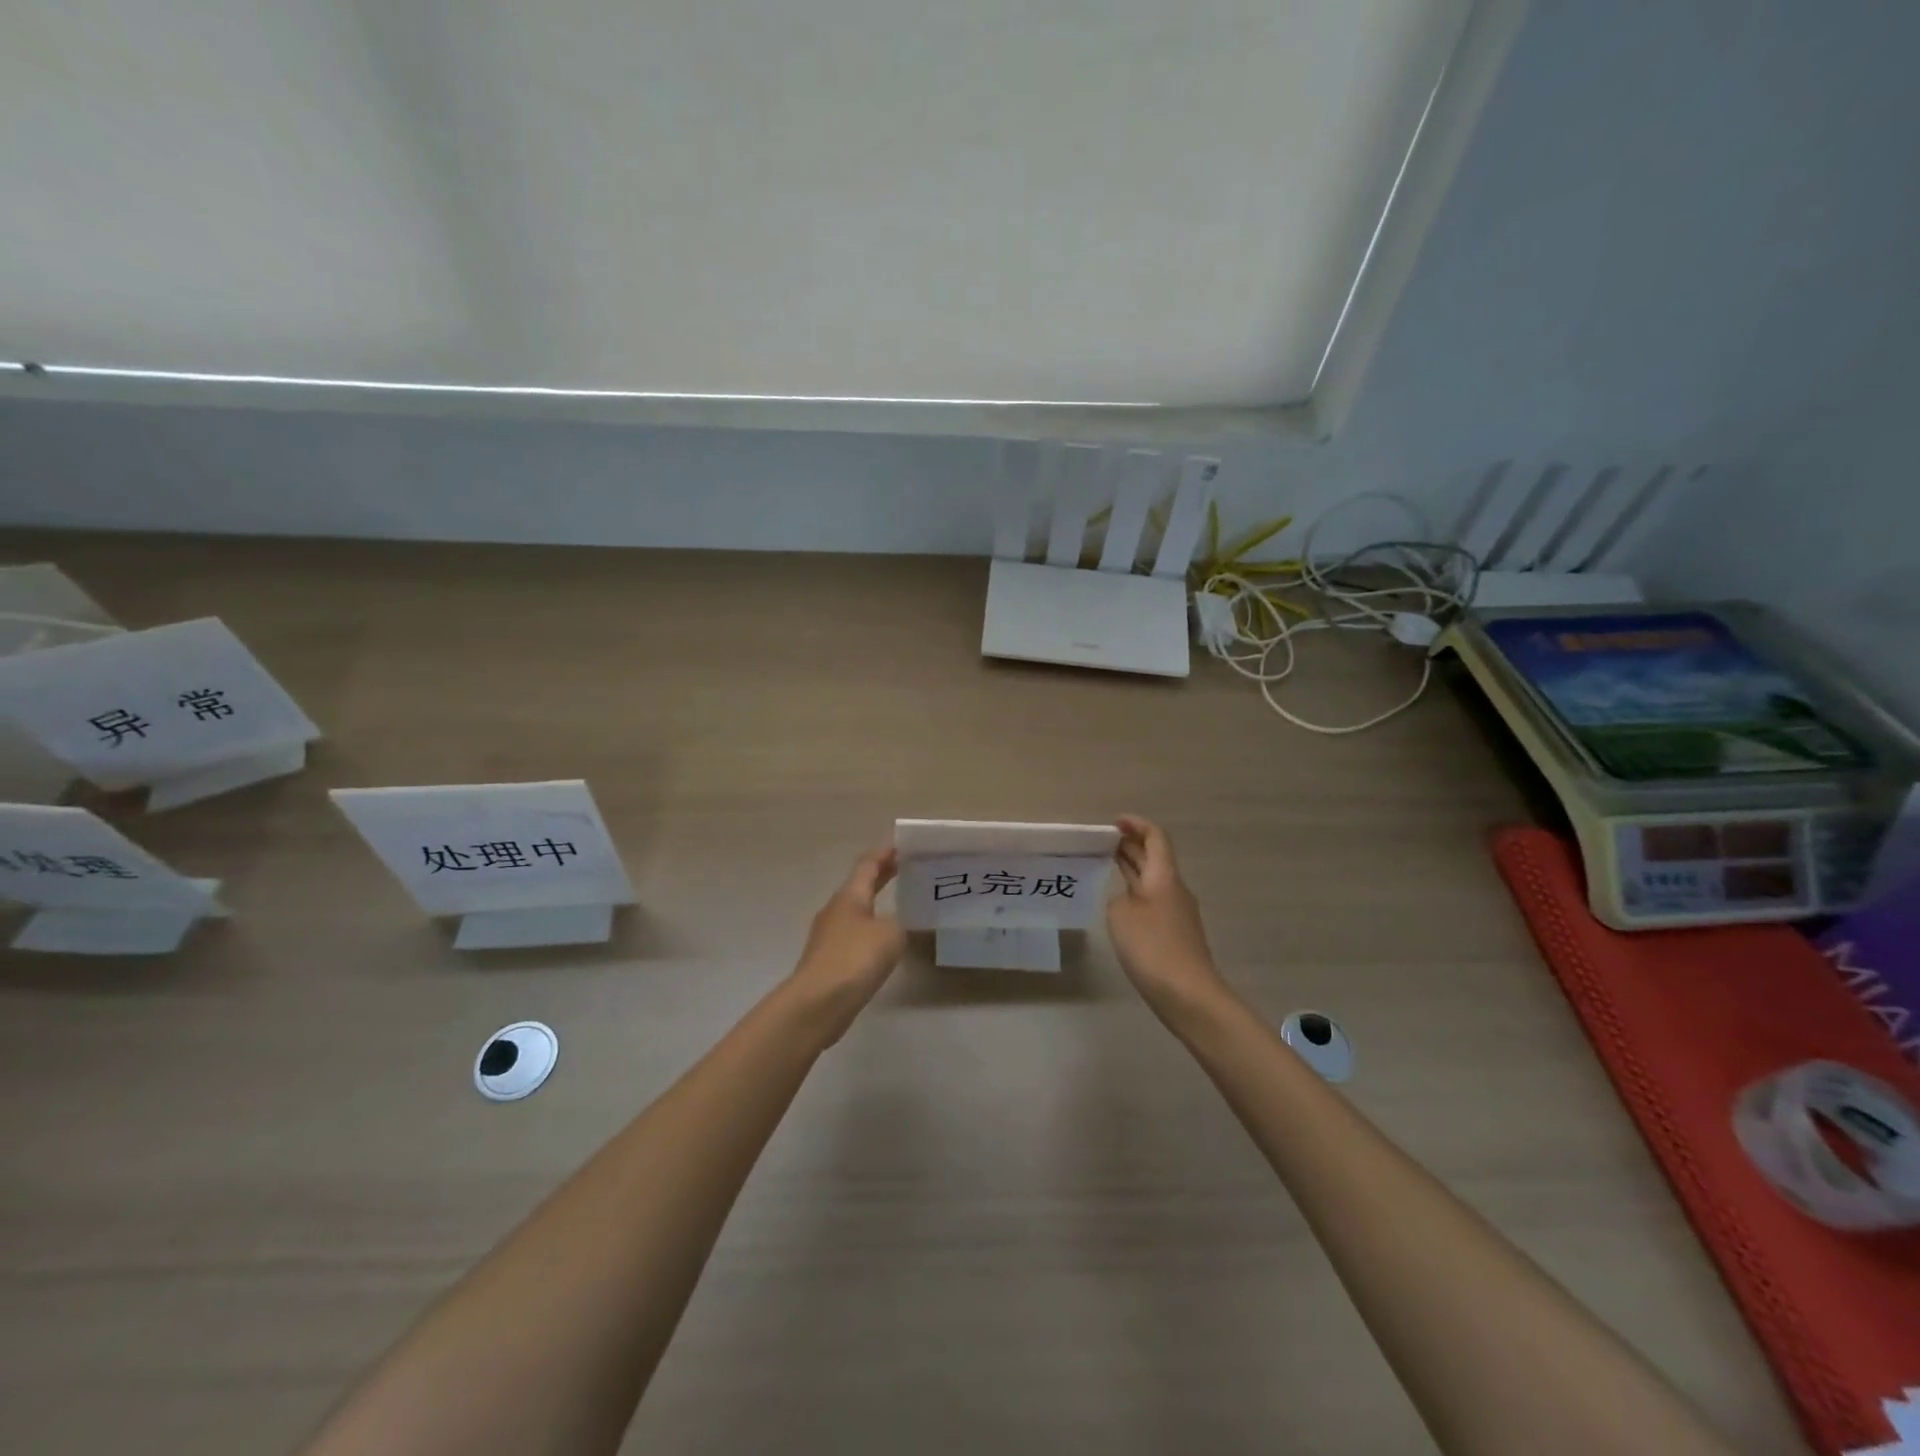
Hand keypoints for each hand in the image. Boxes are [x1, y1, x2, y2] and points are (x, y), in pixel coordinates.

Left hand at [786, 847, 906, 1042]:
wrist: (817, 1003)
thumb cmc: (855, 958)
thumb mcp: (891, 935)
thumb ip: (901, 923)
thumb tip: (898, 924)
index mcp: (850, 895)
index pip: (867, 864)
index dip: (884, 854)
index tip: (901, 846)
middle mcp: (836, 909)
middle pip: (859, 885)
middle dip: (881, 876)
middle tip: (904, 868)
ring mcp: (828, 935)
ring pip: (855, 910)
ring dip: (875, 903)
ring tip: (898, 905)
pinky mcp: (828, 960)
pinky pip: (853, 934)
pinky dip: (869, 928)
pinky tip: (882, 941)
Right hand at [1108, 816, 1231, 1021]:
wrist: (1188, 994)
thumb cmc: (1152, 947)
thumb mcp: (1121, 915)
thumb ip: (1118, 898)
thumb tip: (1127, 899)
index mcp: (1164, 876)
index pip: (1155, 837)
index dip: (1136, 825)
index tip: (1114, 822)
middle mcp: (1174, 889)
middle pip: (1155, 857)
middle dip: (1131, 845)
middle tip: (1102, 842)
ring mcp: (1178, 912)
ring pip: (1153, 880)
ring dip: (1132, 869)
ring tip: (1106, 867)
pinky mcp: (1175, 934)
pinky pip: (1153, 901)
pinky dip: (1136, 893)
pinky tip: (1119, 905)